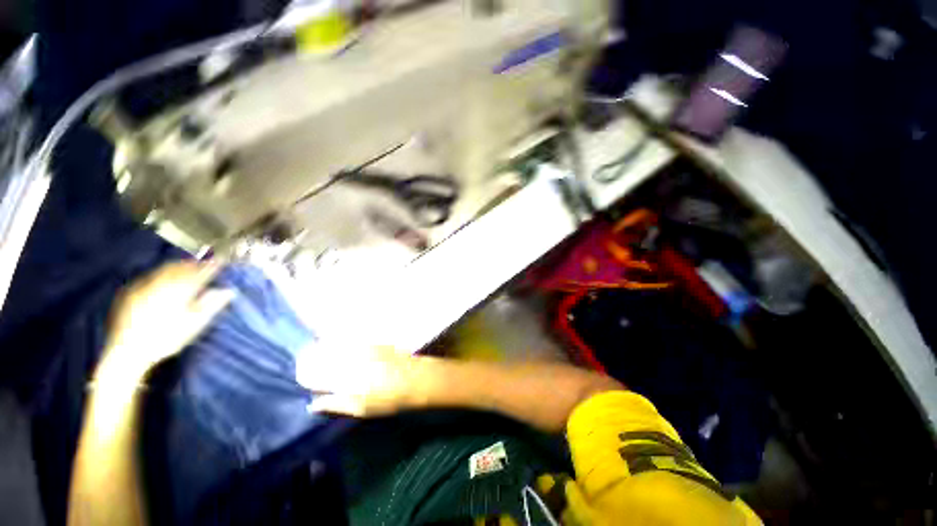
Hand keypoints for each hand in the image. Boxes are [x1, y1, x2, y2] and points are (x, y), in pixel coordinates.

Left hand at [95, 261, 234, 384]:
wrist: (128, 352)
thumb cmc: (167, 339)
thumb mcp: (194, 324)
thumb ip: (212, 305)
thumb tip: (229, 291)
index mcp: (180, 291)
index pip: (199, 274)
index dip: (211, 267)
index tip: (220, 262)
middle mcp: (161, 284)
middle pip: (180, 268)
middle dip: (193, 264)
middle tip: (204, 262)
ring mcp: (143, 287)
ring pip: (163, 270)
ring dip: (177, 266)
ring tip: (186, 265)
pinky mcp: (130, 292)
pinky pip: (149, 276)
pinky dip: (160, 273)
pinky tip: (162, 277)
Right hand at [299, 347, 431, 417]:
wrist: (414, 378)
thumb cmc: (387, 399)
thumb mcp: (359, 409)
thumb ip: (334, 404)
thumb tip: (312, 403)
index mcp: (342, 380)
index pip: (312, 374)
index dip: (303, 374)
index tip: (300, 375)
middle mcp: (348, 360)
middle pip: (319, 354)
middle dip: (308, 358)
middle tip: (304, 362)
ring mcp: (360, 347)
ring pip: (332, 343)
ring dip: (321, 347)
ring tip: (316, 352)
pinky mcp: (370, 341)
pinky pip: (348, 338)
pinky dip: (337, 341)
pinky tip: (337, 343)